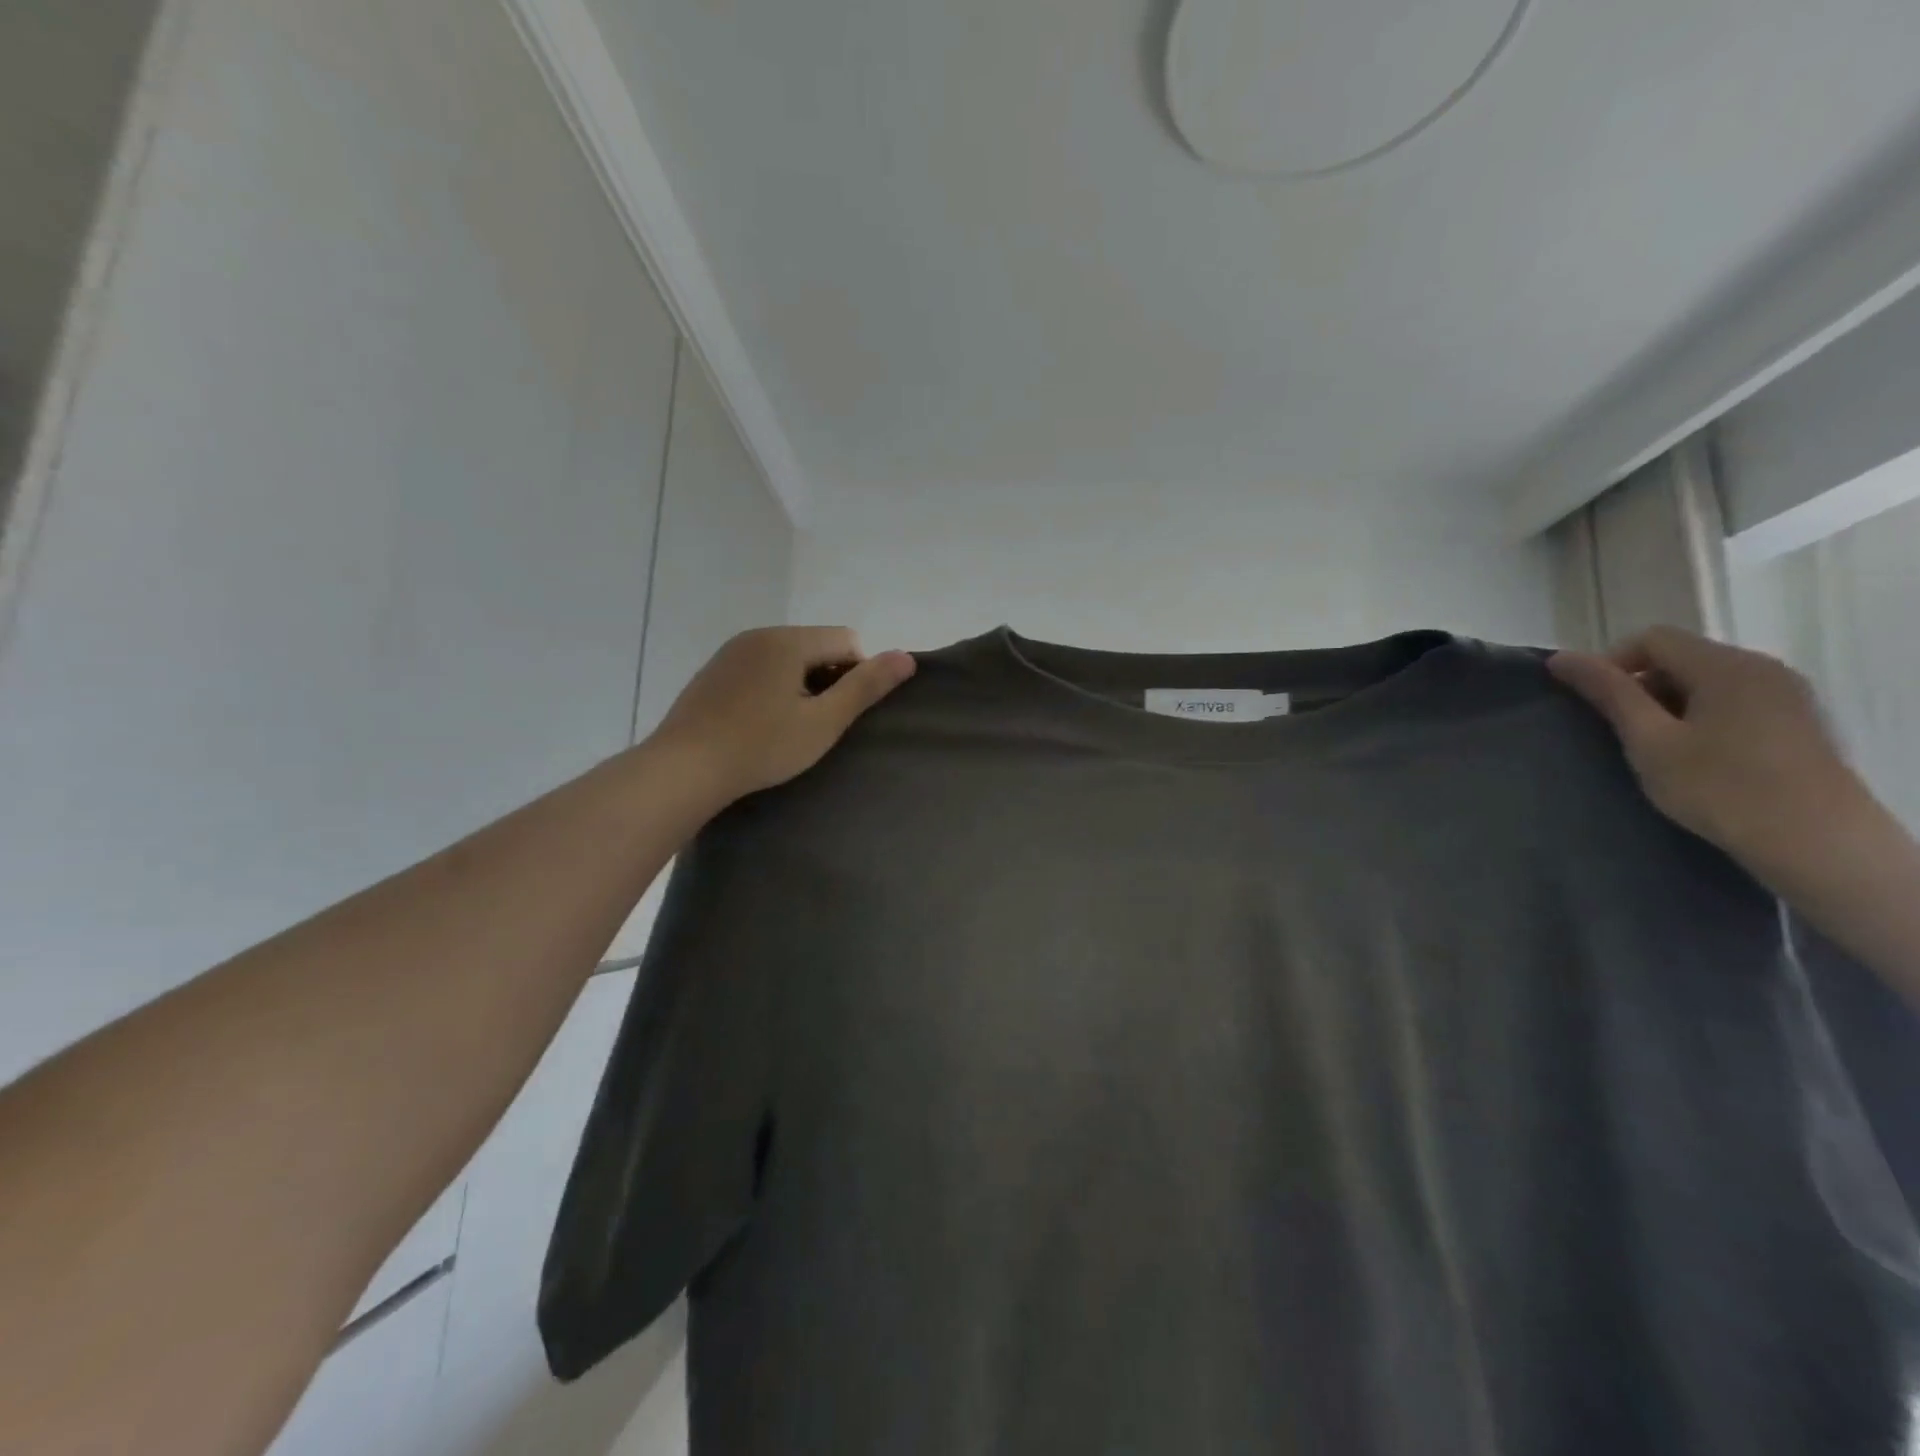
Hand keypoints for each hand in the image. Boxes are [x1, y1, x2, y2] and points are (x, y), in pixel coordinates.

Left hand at [651, 626, 915, 801]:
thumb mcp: (823, 722)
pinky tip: (757, 725)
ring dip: (799, 686)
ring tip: (785, 728)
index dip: (856, 676)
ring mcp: (730, 652)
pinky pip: (758, 669)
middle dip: (826, 679)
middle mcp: (758, 635)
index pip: (846, 640)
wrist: (683, 769)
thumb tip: (907, 657)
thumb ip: (866, 687)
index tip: (838, 714)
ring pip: (786, 658)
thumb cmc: (761, 747)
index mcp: (788, 640)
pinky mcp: (712, 673)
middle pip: (815, 646)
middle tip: (814, 725)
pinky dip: (770, 689)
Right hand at [1547, 626, 1868, 870]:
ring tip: (1660, 749)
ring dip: (1671, 705)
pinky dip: (1703, 717)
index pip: (1652, 639)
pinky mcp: (1798, 721)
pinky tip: (1699, 756)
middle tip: (1625, 734)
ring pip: (1706, 681)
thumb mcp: (1649, 740)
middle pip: (1681, 657)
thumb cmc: (1720, 788)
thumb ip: (1608, 693)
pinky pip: (1734, 701)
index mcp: (1726, 665)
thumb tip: (1561, 658)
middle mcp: (1763, 667)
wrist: (1816, 842)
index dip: (1611, 664)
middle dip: (1642, 688)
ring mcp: (1787, 694)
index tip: (1596, 707)